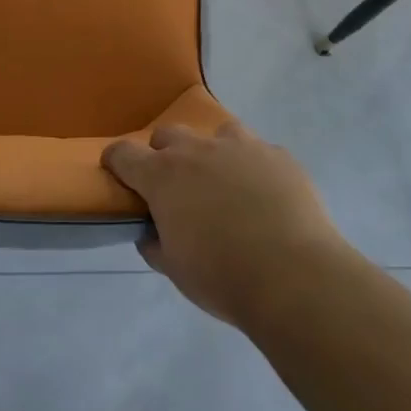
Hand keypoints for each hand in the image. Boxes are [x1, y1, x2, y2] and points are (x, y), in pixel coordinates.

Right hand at [102, 120, 349, 327]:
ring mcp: (241, 147)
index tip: (117, 172)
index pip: (124, 154)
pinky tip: (266, 197)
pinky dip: (254, 169)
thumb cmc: (223, 277)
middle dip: (165, 155)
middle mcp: (198, 150)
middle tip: (176, 186)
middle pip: (168, 135)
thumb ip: (155, 244)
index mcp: (164, 176)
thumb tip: (151, 233)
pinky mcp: (278, 155)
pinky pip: (259, 152)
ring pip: (218, 133)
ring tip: (225, 183)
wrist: (294, 276)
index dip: (116, 161)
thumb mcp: (175, 269)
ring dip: (213, 152)